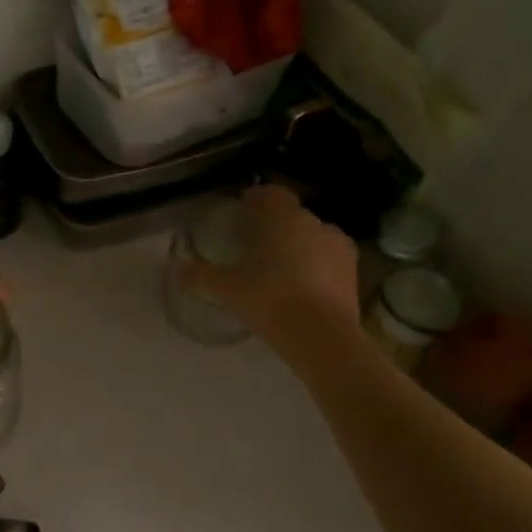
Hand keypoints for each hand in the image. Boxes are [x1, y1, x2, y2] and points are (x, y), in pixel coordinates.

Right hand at [180, 184, 360, 344]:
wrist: (323, 337)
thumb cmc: (270, 299)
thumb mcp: (227, 289)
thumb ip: (201, 276)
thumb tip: (177, 270)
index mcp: (284, 218)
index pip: (271, 194)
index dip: (256, 199)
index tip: (242, 210)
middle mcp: (315, 224)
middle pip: (292, 216)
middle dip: (275, 225)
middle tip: (254, 244)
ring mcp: (339, 248)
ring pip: (312, 237)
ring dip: (297, 246)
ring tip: (279, 268)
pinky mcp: (354, 273)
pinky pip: (328, 260)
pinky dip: (315, 267)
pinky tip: (301, 287)